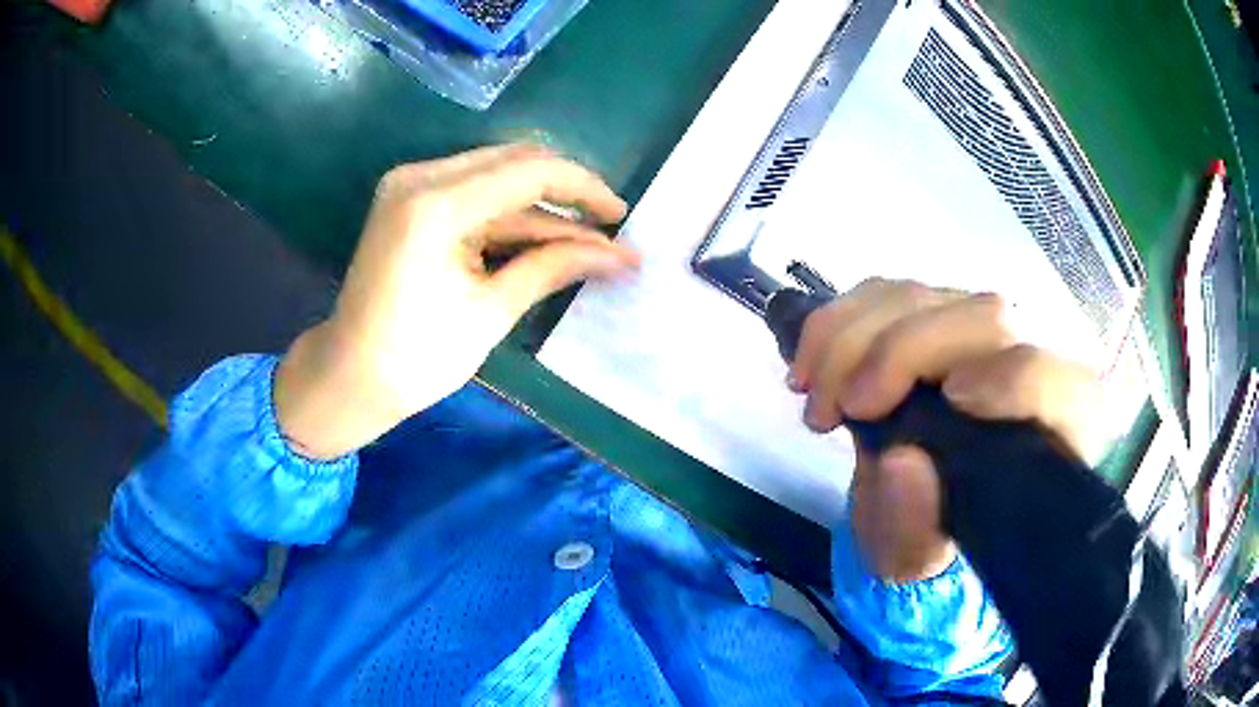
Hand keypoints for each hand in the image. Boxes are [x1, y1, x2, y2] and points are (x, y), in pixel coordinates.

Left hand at [276, 146, 638, 459]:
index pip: (529, 171)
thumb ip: (553, 267)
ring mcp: (411, 183)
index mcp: (436, 205)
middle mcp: (420, 177)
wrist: (349, 374)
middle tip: (606, 226)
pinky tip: (543, 236)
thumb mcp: (491, 312)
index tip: (621, 216)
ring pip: (497, 174)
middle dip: (566, 191)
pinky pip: (474, 191)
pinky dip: (509, 212)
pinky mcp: (410, 198)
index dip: (583, 188)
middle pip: (515, 161)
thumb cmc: (415, 359)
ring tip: (584, 240)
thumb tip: (619, 256)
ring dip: (540, 205)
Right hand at [788, 278, 1104, 582]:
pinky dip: (837, 323)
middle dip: (903, 352)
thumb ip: (915, 525)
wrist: (912, 503)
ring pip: (926, 295)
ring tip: (815, 396)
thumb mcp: (914, 555)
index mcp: (1050, 429)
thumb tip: (903, 463)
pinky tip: (811, 366)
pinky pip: (885, 293)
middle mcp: (1025, 363)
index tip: (952, 400)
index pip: (1055, 381)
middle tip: (842, 407)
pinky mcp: (932, 312)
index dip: (1012, 377)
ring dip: (853, 337)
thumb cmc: (931, 534)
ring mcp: (976, 330)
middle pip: (984, 317)